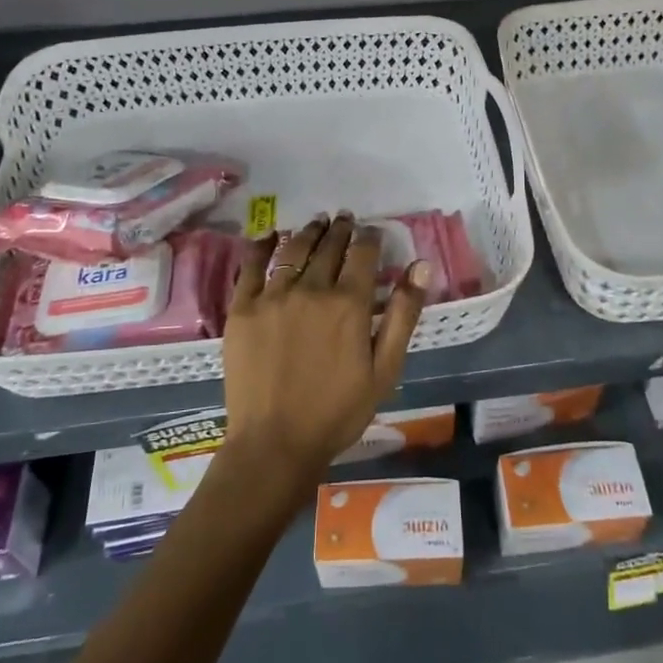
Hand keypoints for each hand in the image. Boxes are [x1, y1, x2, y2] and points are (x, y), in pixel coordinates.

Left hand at [219, 214, 428, 498]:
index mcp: (349, 303)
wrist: (275, 444)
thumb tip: (421, 265)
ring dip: (308, 232)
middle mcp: (311, 289)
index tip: (372, 231)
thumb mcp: (385, 369)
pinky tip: (269, 236)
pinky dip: (262, 246)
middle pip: (329, 246)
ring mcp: (272, 296)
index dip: (370, 237)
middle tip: (344, 219)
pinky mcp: (242, 309)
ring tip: (316, 223)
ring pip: (293, 250)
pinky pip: (251, 267)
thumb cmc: (338, 412)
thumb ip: (404, 314)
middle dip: (340, 229)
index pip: (363, 253)